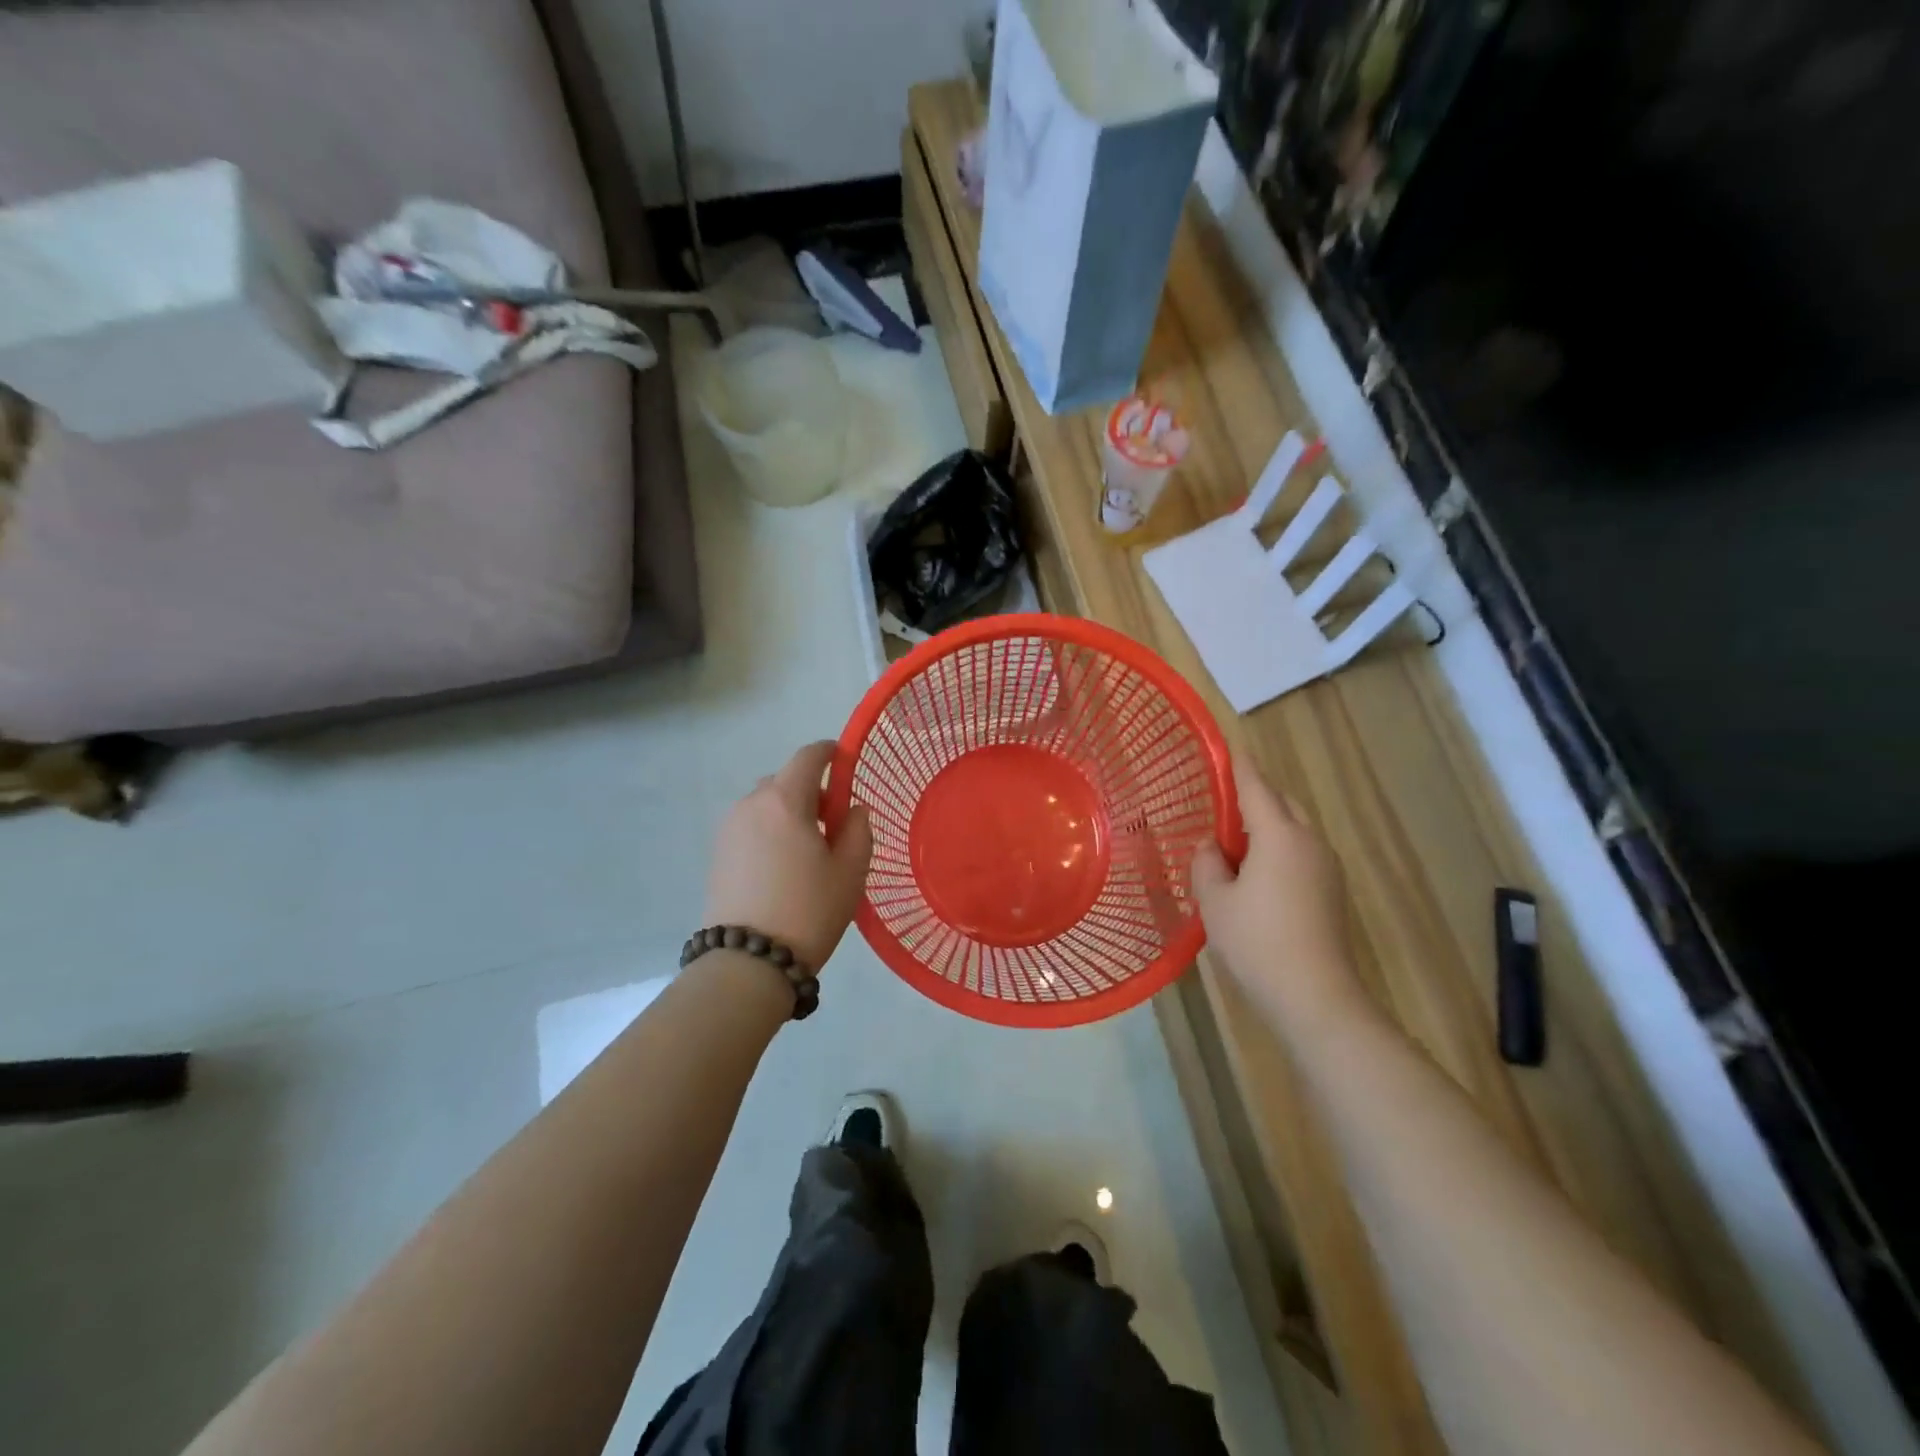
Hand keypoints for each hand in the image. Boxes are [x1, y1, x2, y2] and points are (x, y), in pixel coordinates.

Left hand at [705, 741, 873, 972]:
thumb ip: (858, 830)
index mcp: (785, 801)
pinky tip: (782, 867)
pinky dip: (769, 831)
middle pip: (784, 780)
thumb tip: (853, 809)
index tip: (845, 762)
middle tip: (833, 824)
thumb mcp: (850, 871)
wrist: (748, 962)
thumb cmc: (809, 911)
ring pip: (765, 805)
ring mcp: (728, 829)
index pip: (808, 756)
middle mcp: (751, 805)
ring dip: (788, 812)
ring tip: (806, 851)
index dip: (829, 753)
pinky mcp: (717, 854)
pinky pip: (750, 826)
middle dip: (810, 790)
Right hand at [1192, 752, 1367, 1034]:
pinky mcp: (1332, 892)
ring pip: (1294, 829)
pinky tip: (1255, 875)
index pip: (1256, 787)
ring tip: (1233, 843)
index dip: (1240, 765)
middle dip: (1255, 795)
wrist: (1315, 996)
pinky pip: (1300, 853)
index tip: (1229, 746)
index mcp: (1279, 835)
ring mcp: (1326, 868)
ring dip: (1266, 825)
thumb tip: (1212, 848)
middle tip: (1222, 803)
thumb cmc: (1256, 941)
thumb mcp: (1215, 901)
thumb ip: (1207, 864)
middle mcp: (1309, 842)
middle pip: (1282, 803)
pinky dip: (1277, 849)